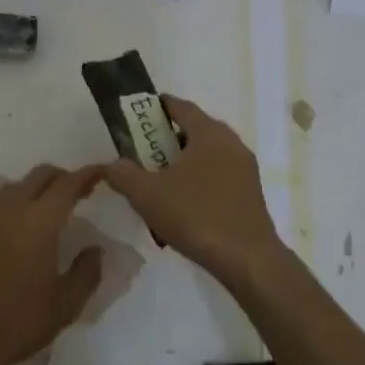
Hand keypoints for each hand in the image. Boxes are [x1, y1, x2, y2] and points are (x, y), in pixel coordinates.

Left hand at [0, 164, 106, 364]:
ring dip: (36, 189)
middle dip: (62, 176)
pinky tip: (20, 230)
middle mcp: (11, 210)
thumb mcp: (65, 305)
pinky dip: (15, 206)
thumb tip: (95, 249)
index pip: (68, 184)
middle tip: (79, 192)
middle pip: (39, 175)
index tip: (102, 172)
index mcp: (39, 221)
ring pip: (15, 187)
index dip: (87, 174)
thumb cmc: (17, 322)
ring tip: (50, 209)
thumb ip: (86, 272)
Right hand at [100, 94, 285, 285]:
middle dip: (167, 138)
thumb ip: (123, 173)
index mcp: (209, 133)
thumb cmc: (196, 215)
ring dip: (184, 162)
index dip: (158, 107)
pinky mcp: (250, 193)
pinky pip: (219, 175)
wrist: (247, 258)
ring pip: (207, 155)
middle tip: (143, 153)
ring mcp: (244, 168)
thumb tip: (113, 164)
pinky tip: (184, 205)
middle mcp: (231, 143)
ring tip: (160, 182)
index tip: (137, 115)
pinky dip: (199, 180)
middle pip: (195, 130)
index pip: (181, 106)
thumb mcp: (147, 194)